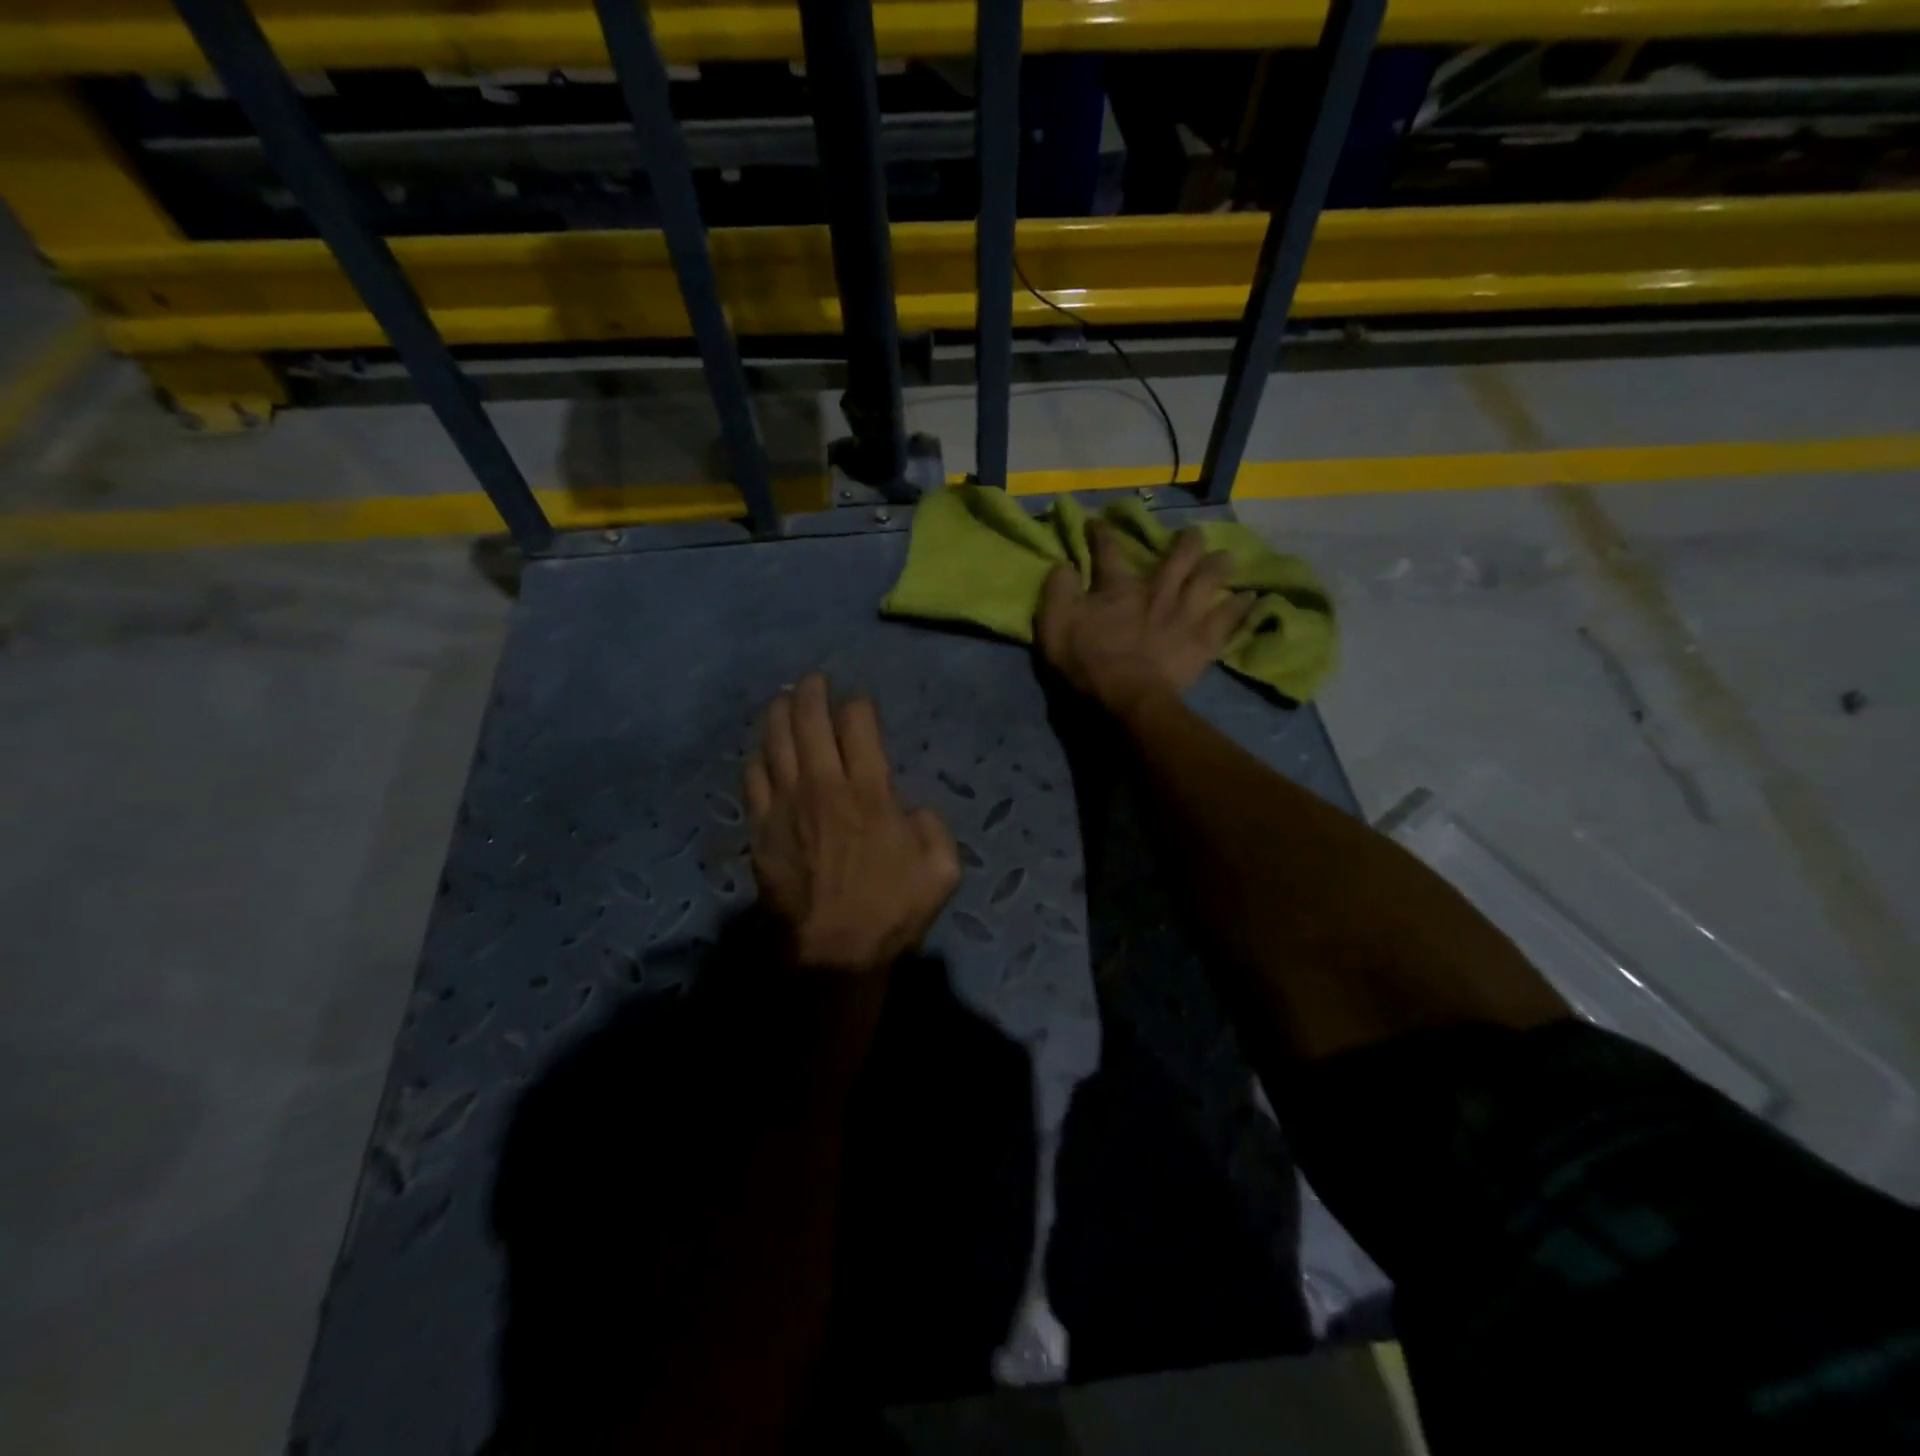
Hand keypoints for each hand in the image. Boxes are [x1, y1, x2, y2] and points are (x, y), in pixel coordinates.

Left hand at [745, 674, 960, 974]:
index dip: (858, 704)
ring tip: (784, 699)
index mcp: (869, 793)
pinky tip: (761, 747)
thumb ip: (933, 828)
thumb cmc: (890, 912)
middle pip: (810, 722)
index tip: (858, 699)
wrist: (831, 954)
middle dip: (812, 693)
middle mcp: (824, 788)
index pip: (858, 726)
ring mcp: (786, 807)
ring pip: (775, 743)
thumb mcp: (941, 871)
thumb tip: (912, 810)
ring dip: (779, 713)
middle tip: (814, 679)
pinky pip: (753, 779)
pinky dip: (758, 756)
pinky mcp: (762, 829)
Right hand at [1037, 521, 1253, 715]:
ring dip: (1218, 565)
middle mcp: (1158, 591)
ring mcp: (1186, 614)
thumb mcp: (1055, 626)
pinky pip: (1230, 618)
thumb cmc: (1088, 664)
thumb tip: (1064, 564)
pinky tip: (1250, 598)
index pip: (1109, 551)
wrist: (1129, 698)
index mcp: (1119, 588)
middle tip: (1192, 533)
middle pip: (1178, 557)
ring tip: (1226, 557)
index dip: (1102, 534)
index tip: (1099, 522)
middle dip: (1185, 541)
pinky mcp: (1204, 640)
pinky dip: (1241, 607)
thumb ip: (1058, 591)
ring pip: (1209, 579)